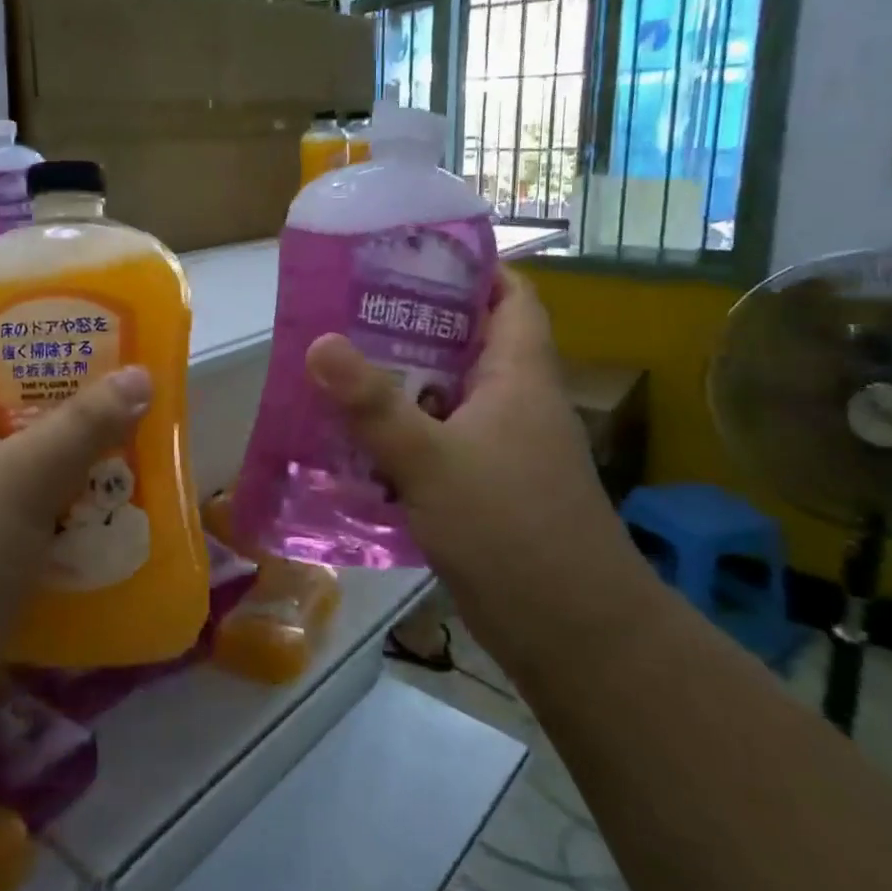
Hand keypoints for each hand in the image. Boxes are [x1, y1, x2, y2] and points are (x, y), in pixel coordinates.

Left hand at [0, 334, 150, 711]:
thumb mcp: (22, 478)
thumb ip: (84, 424)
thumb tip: (141, 375)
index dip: (14, 324)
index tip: (75, 325)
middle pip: (1, 402)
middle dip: (61, 396)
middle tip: (122, 387)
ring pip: (16, 462)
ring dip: (67, 457)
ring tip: (129, 446)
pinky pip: (20, 515)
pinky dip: (58, 510)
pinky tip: (105, 515)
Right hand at [304, 270, 630, 600]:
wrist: (572, 636)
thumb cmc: (510, 529)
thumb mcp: (432, 460)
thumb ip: (373, 404)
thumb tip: (319, 341)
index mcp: (518, 376)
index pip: (510, 296)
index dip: (472, 268)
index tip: (412, 255)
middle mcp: (514, 402)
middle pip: (466, 342)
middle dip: (413, 323)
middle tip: (349, 309)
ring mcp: (502, 448)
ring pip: (447, 396)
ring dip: (401, 382)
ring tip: (340, 365)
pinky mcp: (485, 487)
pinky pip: (438, 441)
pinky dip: (403, 433)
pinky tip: (355, 439)